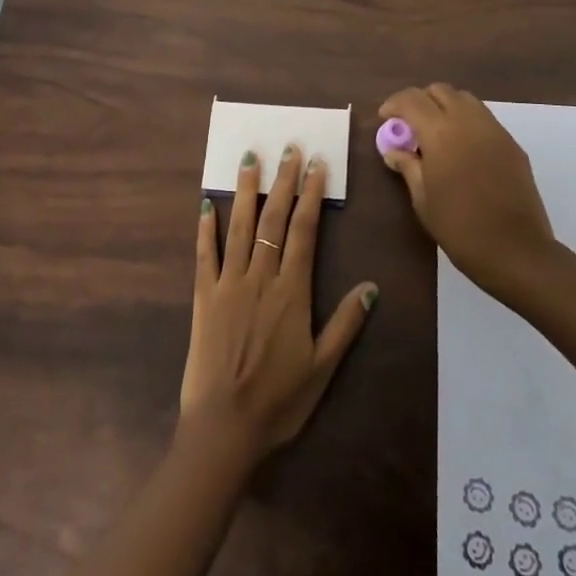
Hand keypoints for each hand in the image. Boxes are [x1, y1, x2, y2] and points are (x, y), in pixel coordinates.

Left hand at [179, 144, 377, 462]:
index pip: (303, 230)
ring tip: (250, 159)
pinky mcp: (204, 297)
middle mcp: (260, 277)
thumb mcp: (322, 367)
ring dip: (246, 191)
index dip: (311, 194)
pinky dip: (206, 228)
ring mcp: (229, 283)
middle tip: (288, 147)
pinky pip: (205, 254)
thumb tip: (371, 286)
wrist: (225, 427)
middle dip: (283, 181)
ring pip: (239, 226)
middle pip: (273, 219)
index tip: (315, 165)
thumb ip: (345, 323)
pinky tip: (207, 203)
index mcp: (292, 291)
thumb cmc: (279, 400)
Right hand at [378, 83, 556, 300]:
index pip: (411, 99)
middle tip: (410, 127)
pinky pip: (484, 118)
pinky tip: (462, 150)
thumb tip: (393, 150)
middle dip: (420, 101)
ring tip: (436, 135)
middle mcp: (468, 121)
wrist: (516, 251)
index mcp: (441, 133)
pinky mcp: (512, 144)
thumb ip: (408, 167)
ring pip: (465, 99)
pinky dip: (466, 121)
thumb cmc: (460, 228)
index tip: (385, 120)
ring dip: (445, 107)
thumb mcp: (423, 200)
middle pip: (440, 90)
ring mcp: (494, 130)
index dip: (394, 104)